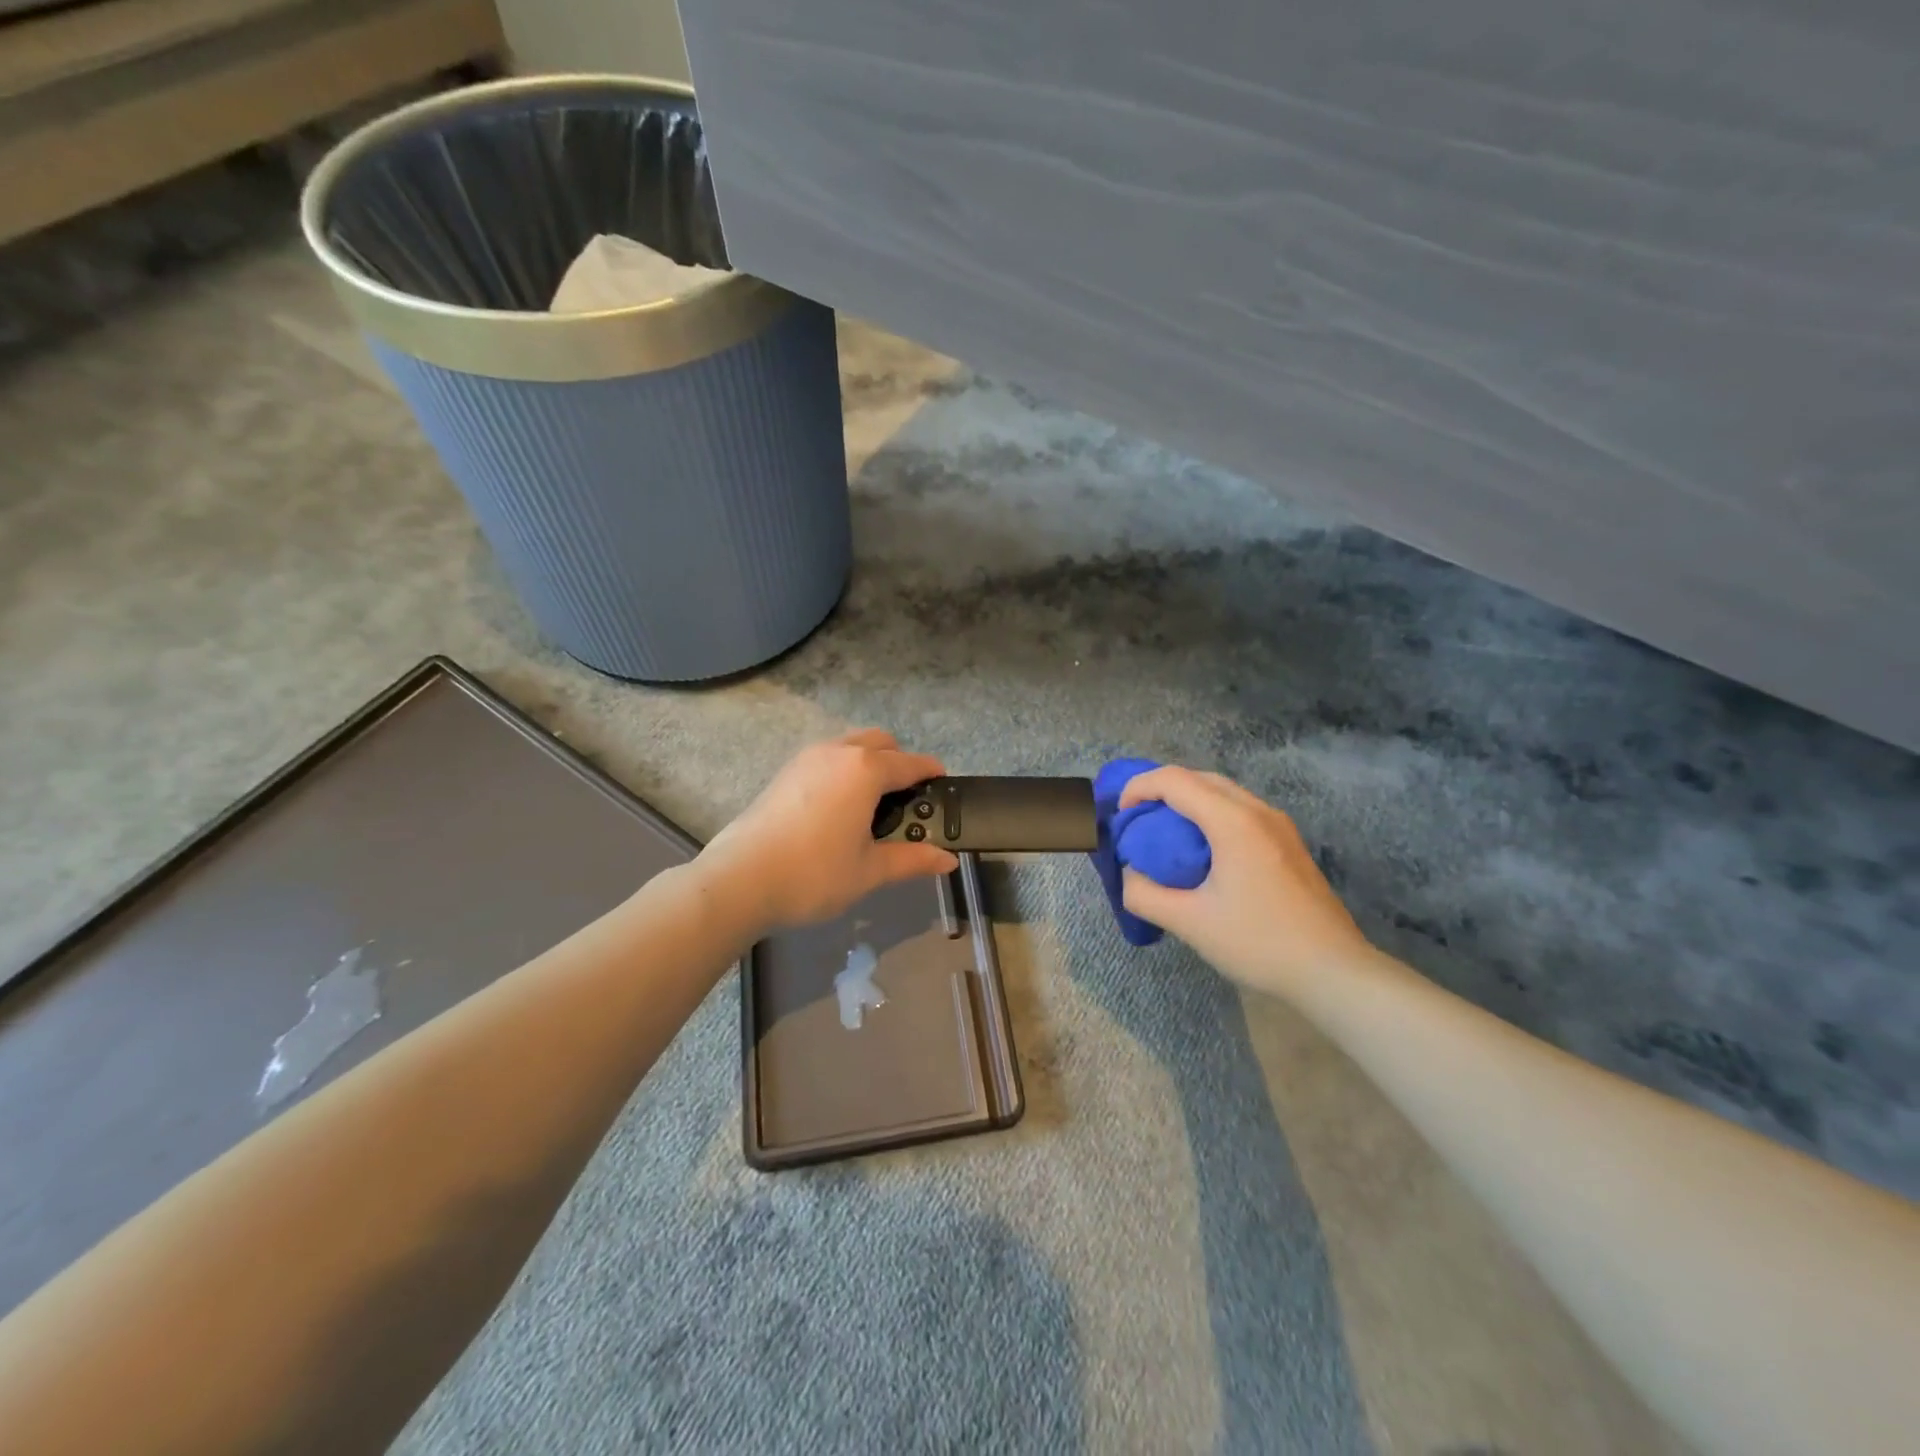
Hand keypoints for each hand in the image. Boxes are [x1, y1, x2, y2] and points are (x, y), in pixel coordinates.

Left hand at [701, 729, 959, 932]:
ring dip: (869, 761)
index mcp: (866, 770)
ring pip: (850, 744)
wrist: (740, 879)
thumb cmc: (814, 874)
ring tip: (871, 803)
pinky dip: (843, 768)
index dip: (932, 773)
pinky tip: (837, 807)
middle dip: (899, 761)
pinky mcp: (785, 771)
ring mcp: (807, 758)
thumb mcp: (870, 870)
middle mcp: (838, 752)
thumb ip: (912, 859)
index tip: (943, 785)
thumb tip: (948, 860)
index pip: (911, 763)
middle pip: (881, 742)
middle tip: (905, 799)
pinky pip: (827, 757)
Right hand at [1118, 766, 1371, 1000]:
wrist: (1333, 971)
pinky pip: (1241, 811)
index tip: (1120, 815)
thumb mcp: (1190, 923)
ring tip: (1164, 832)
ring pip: (1223, 792)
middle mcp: (1258, 812)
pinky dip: (1211, 815)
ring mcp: (1279, 826)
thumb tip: (1130, 876)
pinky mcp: (1289, 843)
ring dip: (1188, 801)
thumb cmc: (1259, 943)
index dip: (1139, 788)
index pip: (1175, 780)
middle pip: (1200, 778)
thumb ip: (1145, 895)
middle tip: (1137, 819)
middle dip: (1161, 789)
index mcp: (1233, 822)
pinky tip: (1203, 850)